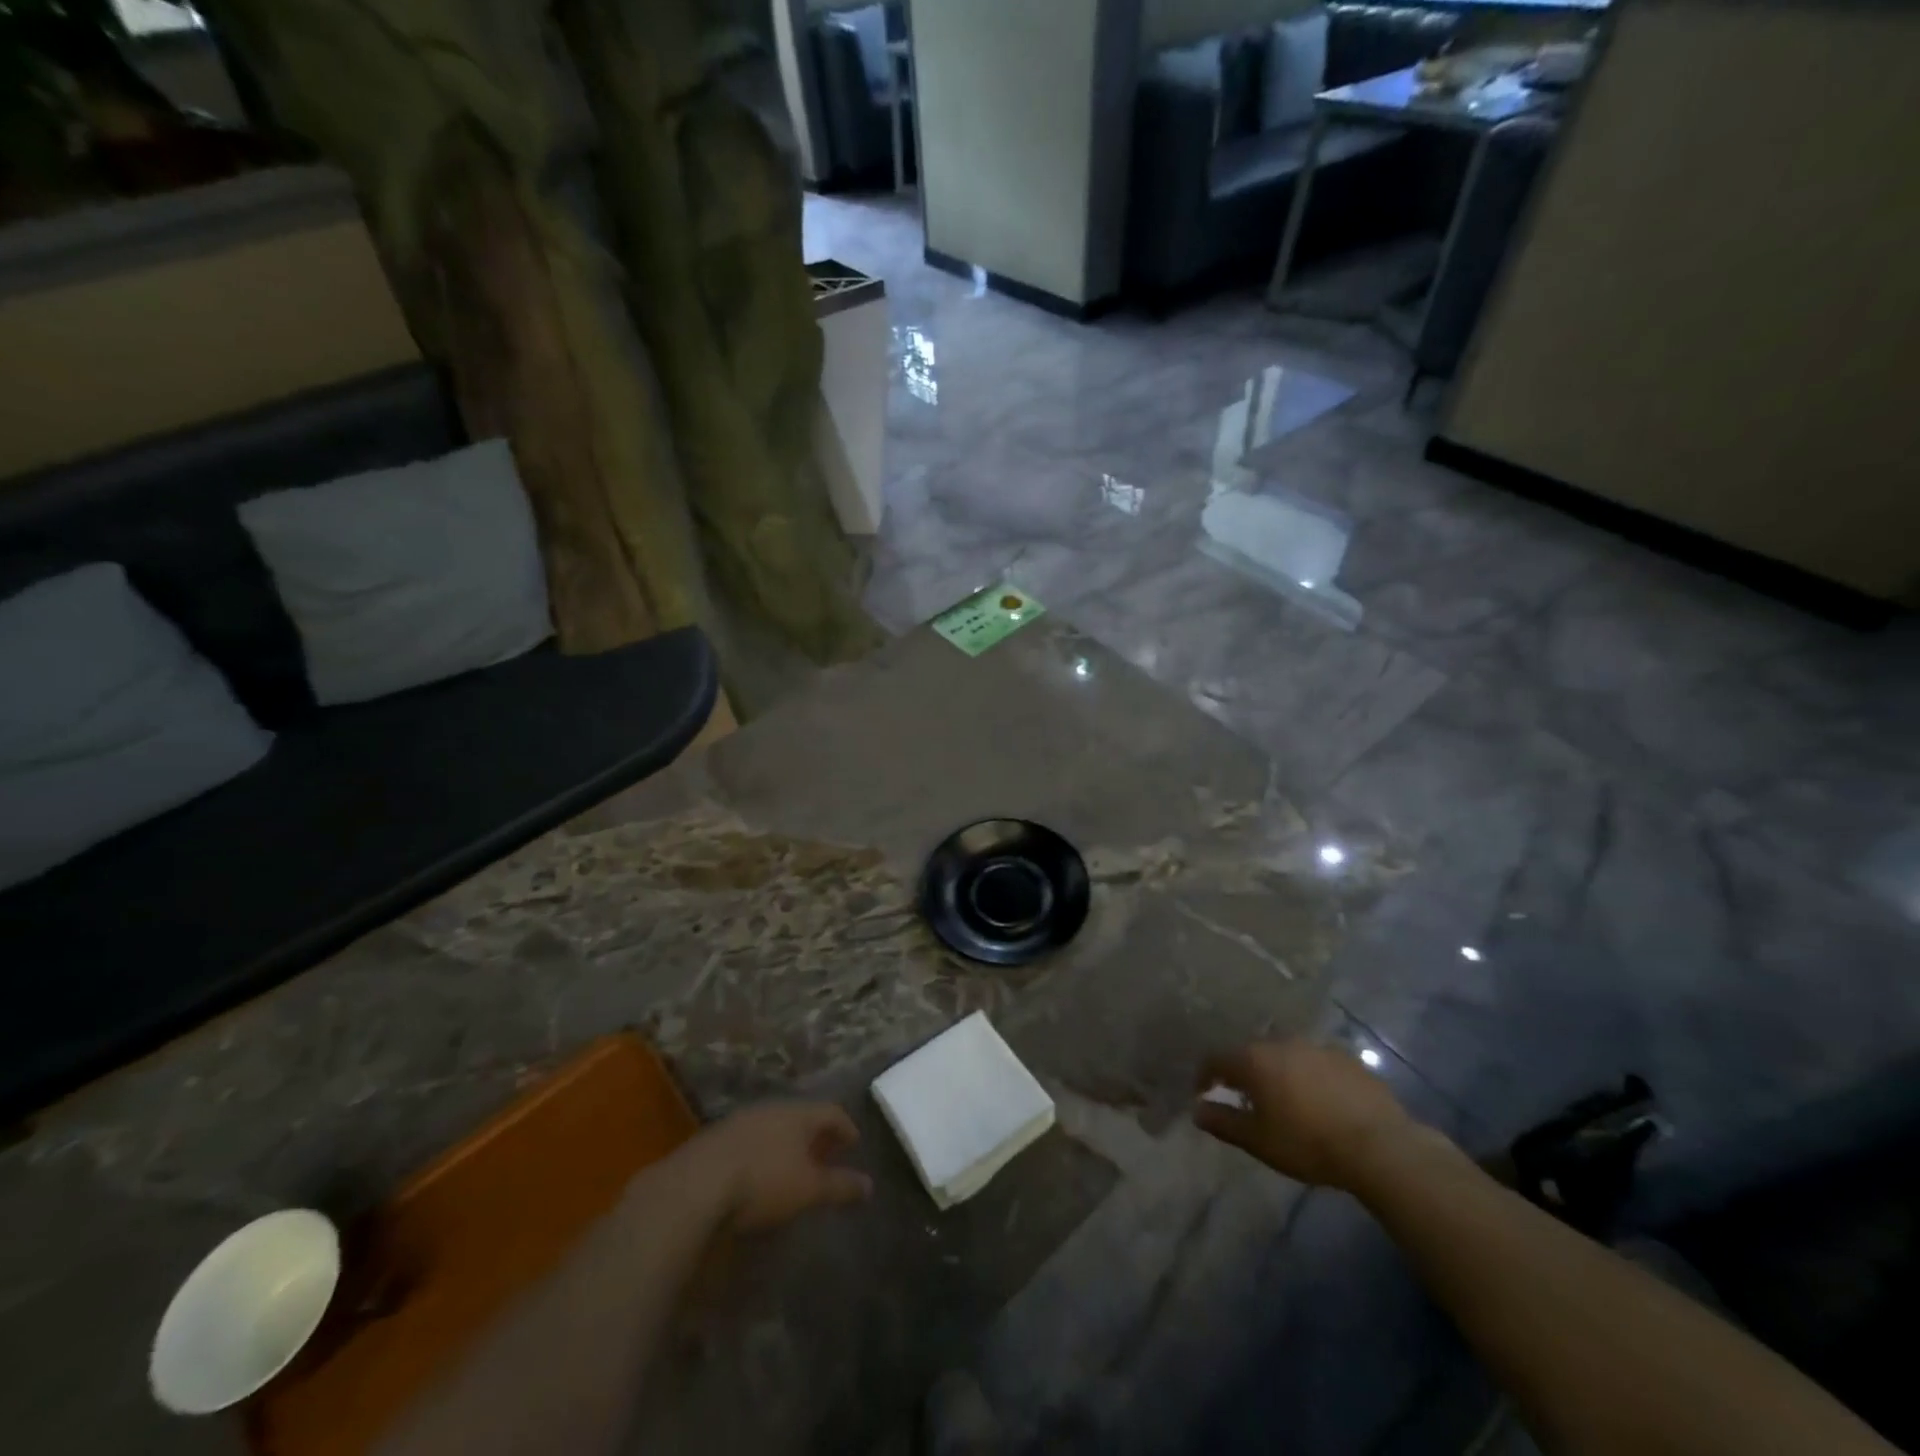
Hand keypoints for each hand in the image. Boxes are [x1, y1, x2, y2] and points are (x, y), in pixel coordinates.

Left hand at [682, 1102, 874, 1232]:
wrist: (696, 1185)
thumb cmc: (763, 1181)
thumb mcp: (808, 1189)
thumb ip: (840, 1186)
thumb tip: (870, 1186)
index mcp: (798, 1113)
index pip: (831, 1111)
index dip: (846, 1127)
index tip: (854, 1143)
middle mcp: (772, 1108)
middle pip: (801, 1117)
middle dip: (815, 1135)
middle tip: (826, 1154)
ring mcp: (741, 1121)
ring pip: (773, 1127)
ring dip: (787, 1144)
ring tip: (793, 1166)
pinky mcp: (715, 1139)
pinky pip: (750, 1140)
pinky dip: (762, 1153)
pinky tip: (757, 1175)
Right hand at [1193, 1040, 1417, 1190]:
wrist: (1380, 1146)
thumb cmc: (1308, 1143)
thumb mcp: (1259, 1141)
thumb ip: (1223, 1122)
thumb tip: (1196, 1110)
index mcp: (1254, 1059)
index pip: (1216, 1059)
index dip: (1205, 1076)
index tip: (1203, 1094)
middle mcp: (1281, 1042)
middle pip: (1251, 1052)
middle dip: (1243, 1072)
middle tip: (1245, 1098)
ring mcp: (1316, 1046)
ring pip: (1284, 1054)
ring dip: (1277, 1071)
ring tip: (1283, 1098)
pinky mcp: (1346, 1057)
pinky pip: (1315, 1062)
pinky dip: (1308, 1075)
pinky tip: (1318, 1099)